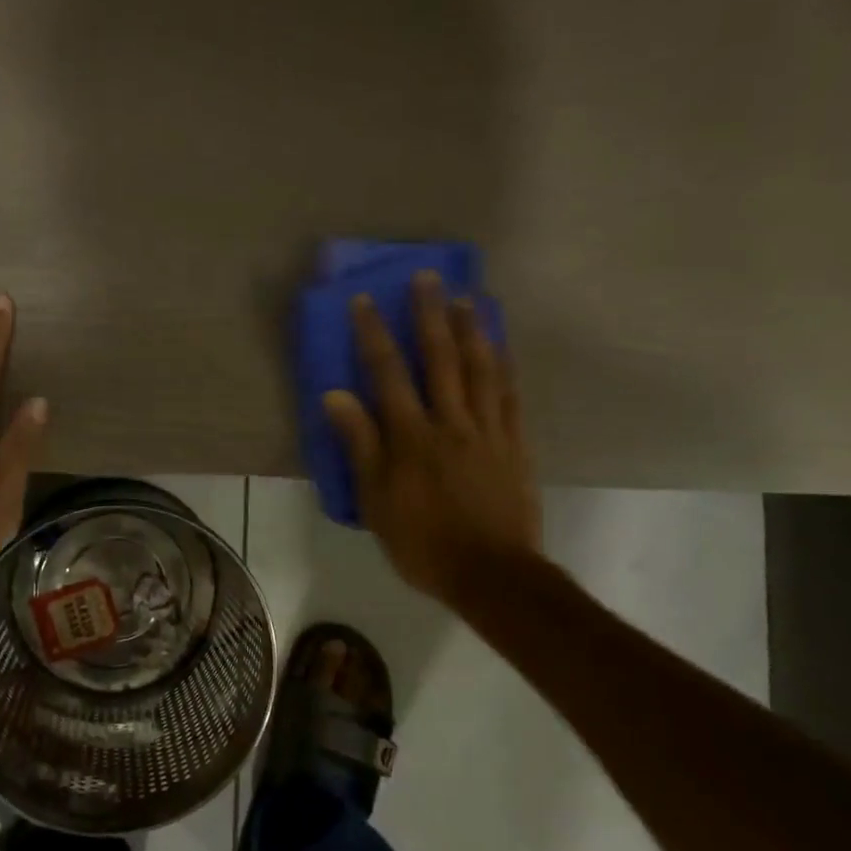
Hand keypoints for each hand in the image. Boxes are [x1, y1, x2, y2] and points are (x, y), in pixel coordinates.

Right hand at [323, 272, 541, 607]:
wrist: (492, 574)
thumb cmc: (423, 542)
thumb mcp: (376, 500)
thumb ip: (360, 444)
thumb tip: (336, 395)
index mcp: (412, 437)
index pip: (388, 374)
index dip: (374, 334)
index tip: (365, 299)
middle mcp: (451, 422)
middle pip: (440, 358)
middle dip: (430, 315)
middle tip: (427, 276)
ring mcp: (488, 430)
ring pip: (481, 369)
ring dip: (472, 329)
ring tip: (467, 297)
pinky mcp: (514, 444)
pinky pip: (510, 395)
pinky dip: (505, 365)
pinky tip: (501, 346)